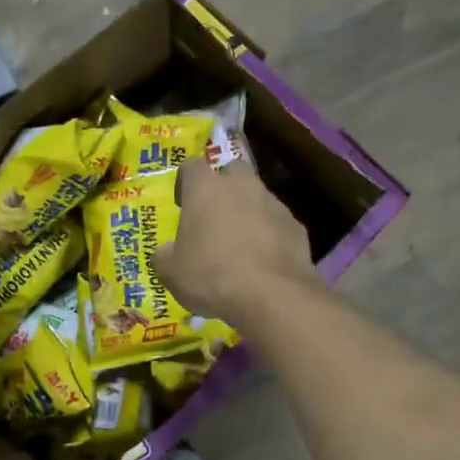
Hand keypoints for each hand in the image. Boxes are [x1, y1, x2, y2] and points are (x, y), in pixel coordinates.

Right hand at [154, 157, 322, 328]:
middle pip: (231, 170)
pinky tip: (262, 259)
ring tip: (240, 242)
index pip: (191, 165)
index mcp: (205, 189)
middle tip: (214, 215)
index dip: (185, 181)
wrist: (273, 295)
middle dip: (223, 186)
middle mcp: (241, 186)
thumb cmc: (212, 276)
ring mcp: (273, 203)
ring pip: (257, 195)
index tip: (182, 203)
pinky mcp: (295, 225)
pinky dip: (269, 233)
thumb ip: (164, 255)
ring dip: (247, 210)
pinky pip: (276, 222)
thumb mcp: (171, 273)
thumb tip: (166, 251)